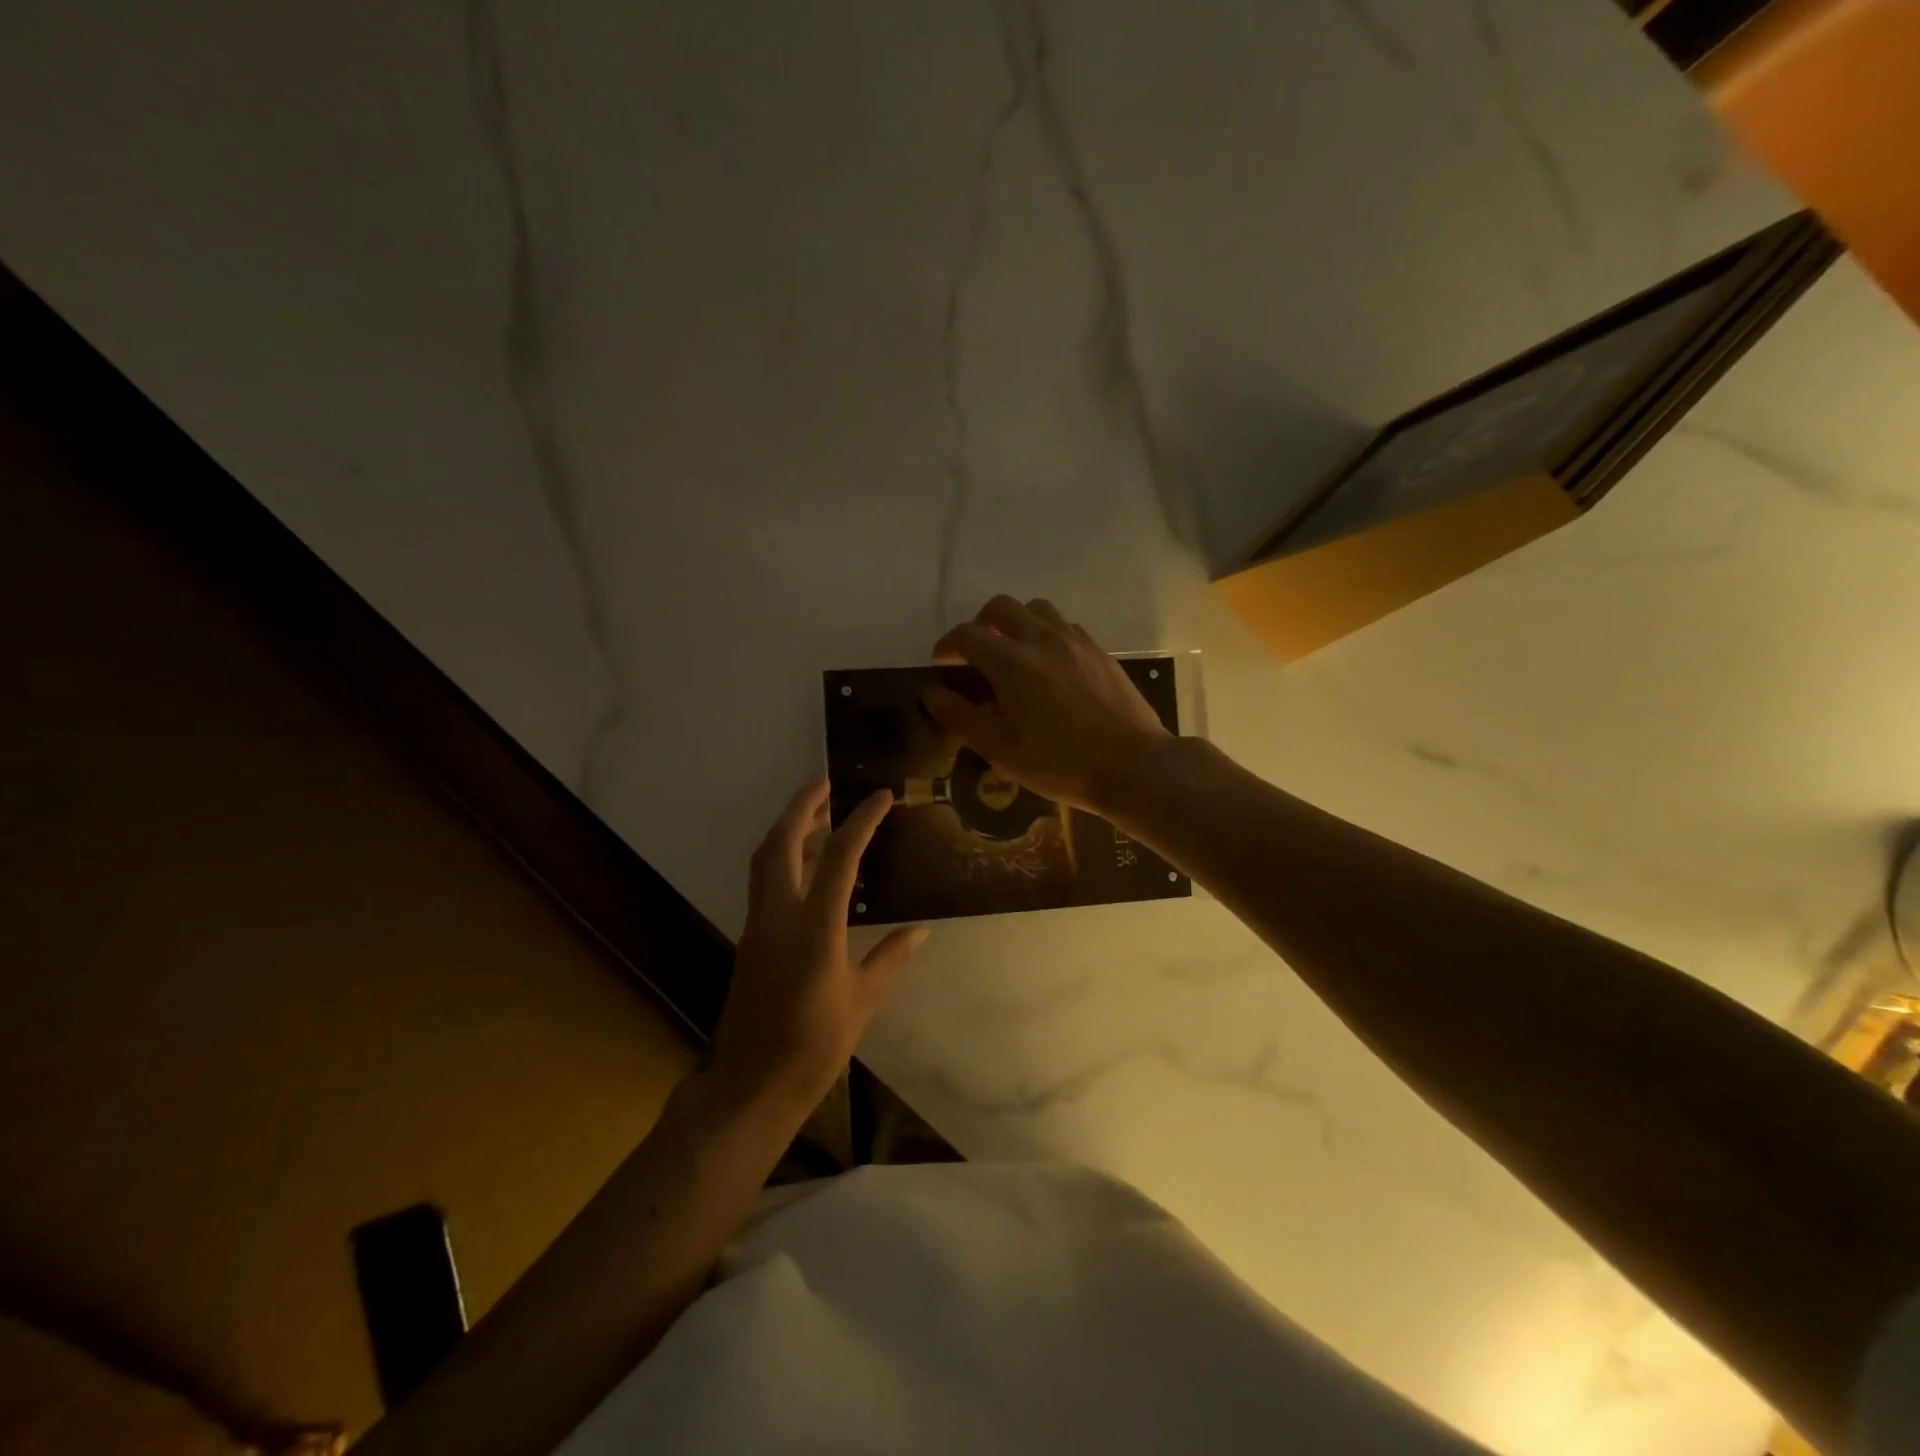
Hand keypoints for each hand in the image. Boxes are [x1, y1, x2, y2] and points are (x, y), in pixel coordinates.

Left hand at [710, 779, 927, 1117]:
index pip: (840, 858)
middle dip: (803, 805)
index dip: (861, 821)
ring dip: (788, 827)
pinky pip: (763, 881)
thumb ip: (890, 958)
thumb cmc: (813, 1048)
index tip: (882, 796)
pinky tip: (807, 864)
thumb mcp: (862, 1002)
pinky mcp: (749, 938)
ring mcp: (757, 925)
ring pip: (765, 858)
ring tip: (820, 814)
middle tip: (828, 783)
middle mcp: (779, 916)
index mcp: (815, 930)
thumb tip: (921, 930)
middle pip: (782, 842)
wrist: (750, 1085)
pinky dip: (783, 857)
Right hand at [925, 595, 1171, 813]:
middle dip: (980, 623)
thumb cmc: (1059, 764)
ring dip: (1016, 623)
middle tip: (976, 653)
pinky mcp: (1100, 652)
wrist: (1133, 766)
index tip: (941, 663)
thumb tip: (932, 694)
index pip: (967, 635)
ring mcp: (1075, 642)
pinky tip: (1049, 664)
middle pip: (1001, 607)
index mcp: (1012, 663)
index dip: (947, 645)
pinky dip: (1047, 634)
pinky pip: (1065, 626)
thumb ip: (962, 717)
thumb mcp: (1001, 749)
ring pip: (1037, 609)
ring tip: (1013, 653)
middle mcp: (1042, 640)